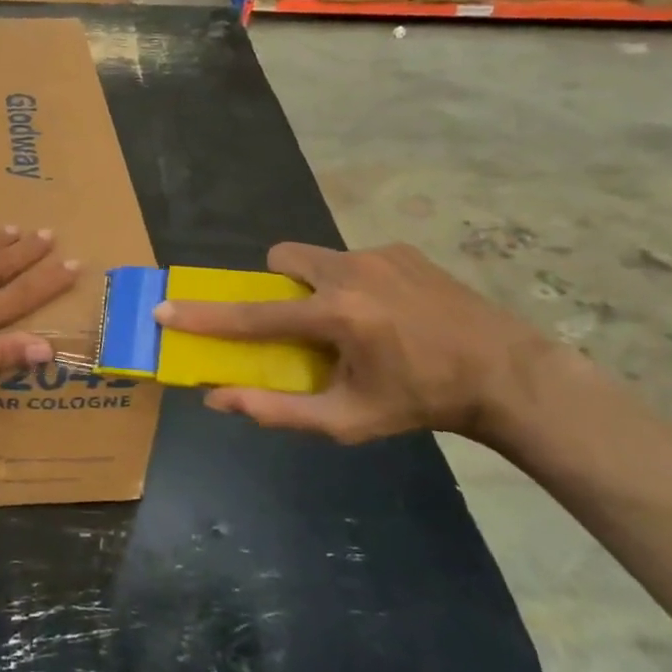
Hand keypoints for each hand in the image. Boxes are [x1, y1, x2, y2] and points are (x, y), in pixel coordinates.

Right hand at [155, 242, 553, 443]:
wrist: (507, 373)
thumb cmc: (420, 403)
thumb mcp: (347, 421)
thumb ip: (277, 410)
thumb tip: (218, 397)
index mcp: (338, 316)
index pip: (253, 315)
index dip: (203, 316)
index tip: (164, 309)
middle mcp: (352, 272)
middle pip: (281, 260)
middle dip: (273, 286)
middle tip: (296, 321)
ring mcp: (379, 254)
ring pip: (316, 256)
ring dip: (312, 284)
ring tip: (347, 321)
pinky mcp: (402, 249)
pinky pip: (352, 258)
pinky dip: (349, 282)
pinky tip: (385, 313)